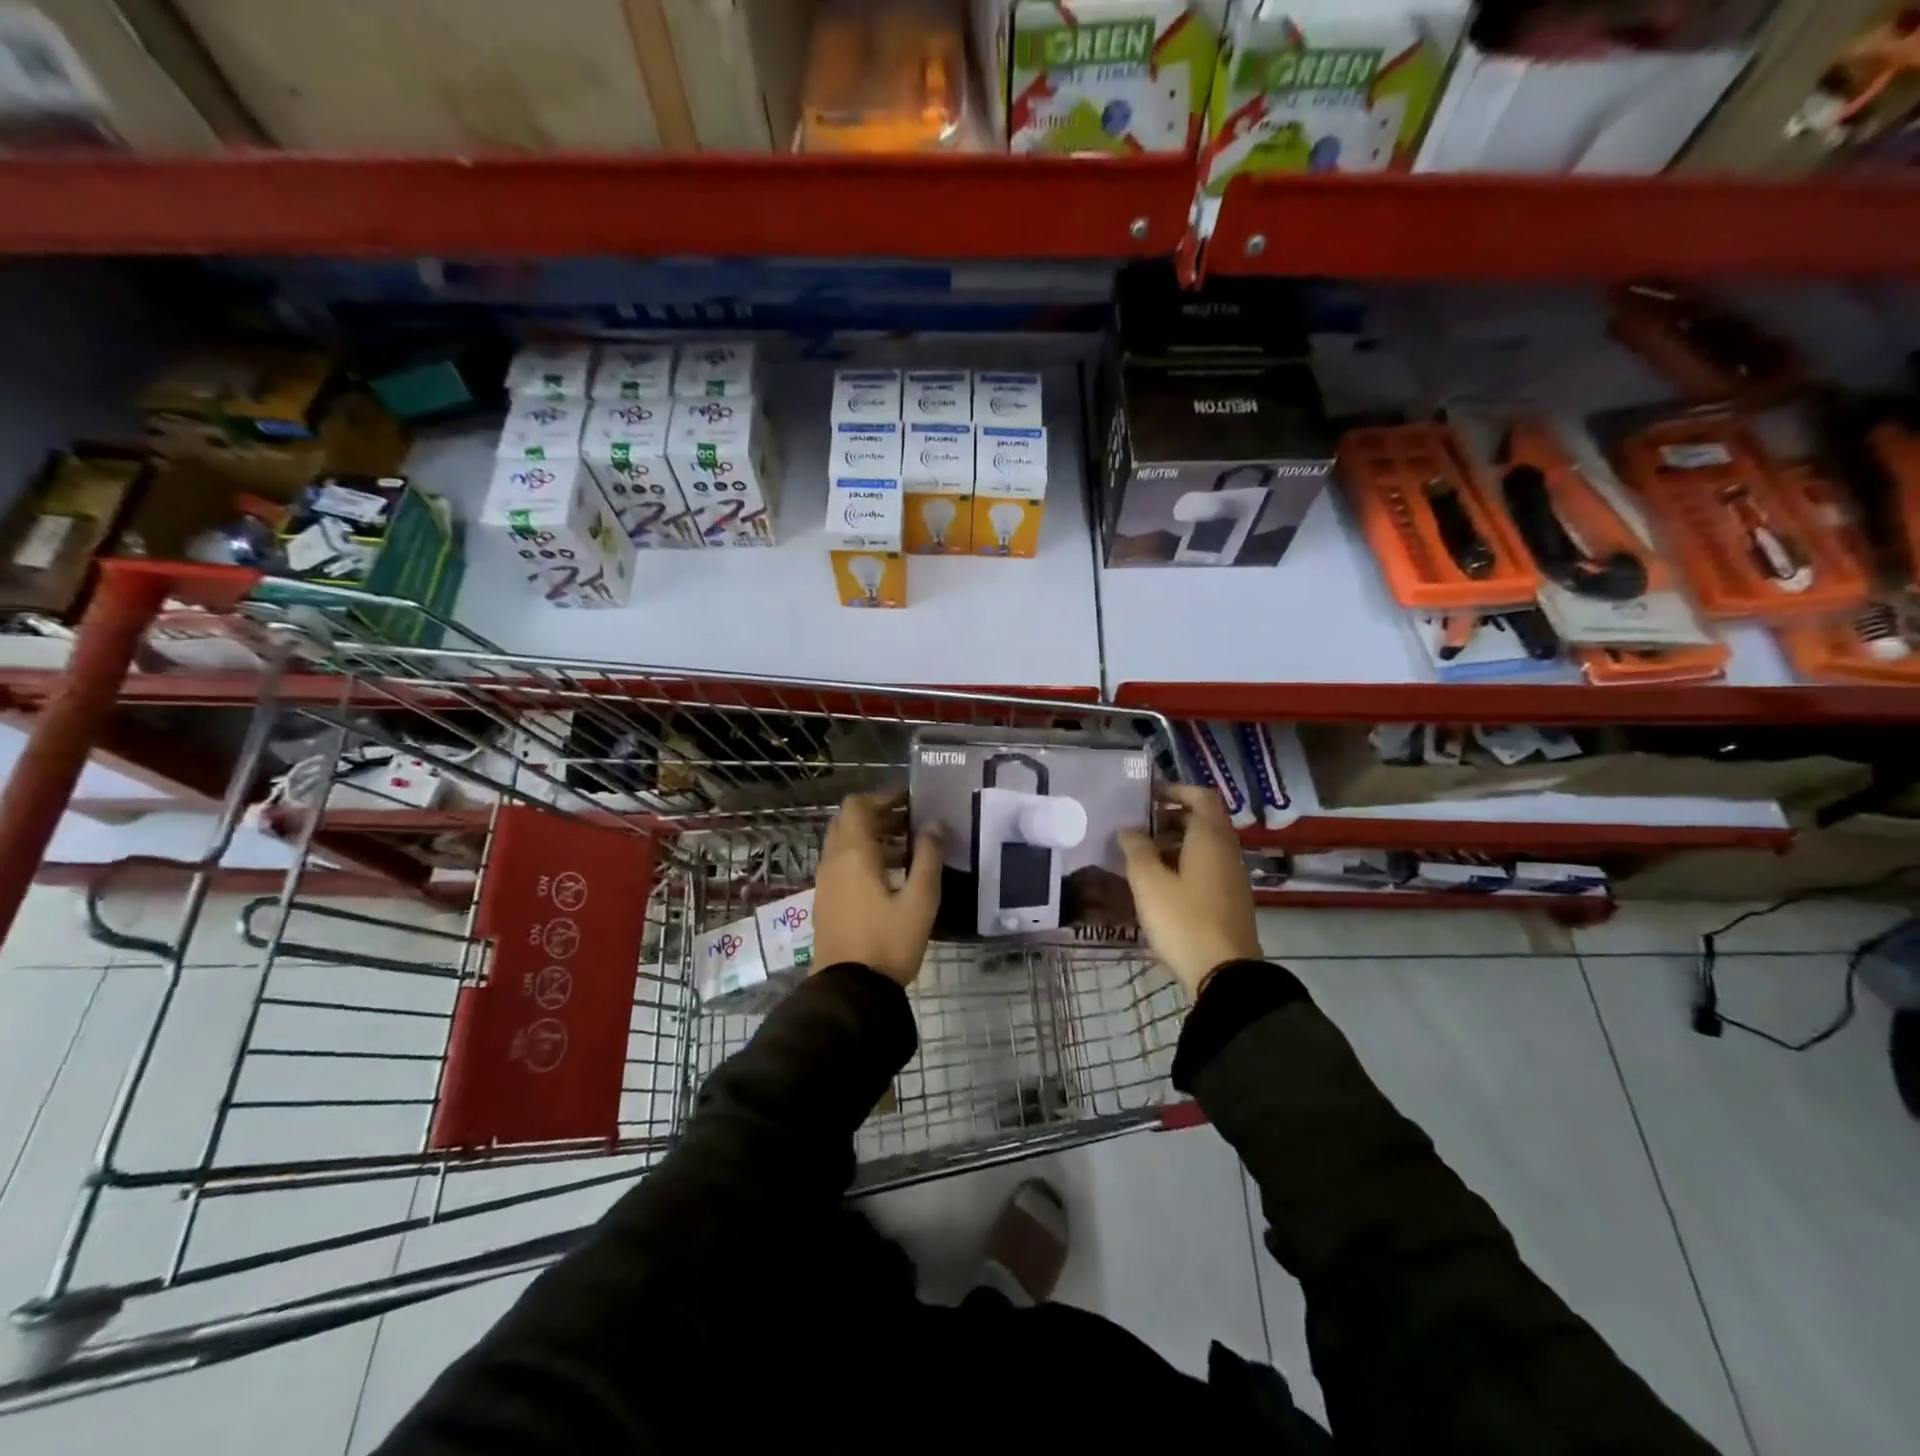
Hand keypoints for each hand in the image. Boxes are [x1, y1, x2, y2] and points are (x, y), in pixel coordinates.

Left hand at [812, 791, 943, 986]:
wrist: (850, 991)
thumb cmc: (888, 942)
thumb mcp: (920, 900)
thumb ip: (928, 858)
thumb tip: (934, 825)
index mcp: (853, 854)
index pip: (858, 805)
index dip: (884, 796)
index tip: (911, 800)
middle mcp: (833, 861)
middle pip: (849, 822)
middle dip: (879, 815)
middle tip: (911, 822)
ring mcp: (826, 882)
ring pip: (845, 844)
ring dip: (873, 838)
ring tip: (908, 849)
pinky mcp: (826, 901)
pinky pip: (842, 864)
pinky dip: (864, 858)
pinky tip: (891, 877)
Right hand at [1118, 783, 1262, 997]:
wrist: (1225, 973)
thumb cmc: (1183, 919)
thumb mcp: (1149, 882)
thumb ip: (1136, 849)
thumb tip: (1128, 829)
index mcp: (1210, 838)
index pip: (1200, 796)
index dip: (1175, 790)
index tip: (1147, 797)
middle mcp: (1227, 851)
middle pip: (1202, 821)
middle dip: (1170, 818)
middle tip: (1138, 828)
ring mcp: (1232, 877)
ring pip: (1204, 846)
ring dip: (1175, 843)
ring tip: (1142, 857)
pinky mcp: (1230, 900)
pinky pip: (1207, 868)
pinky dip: (1184, 865)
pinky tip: (1160, 885)